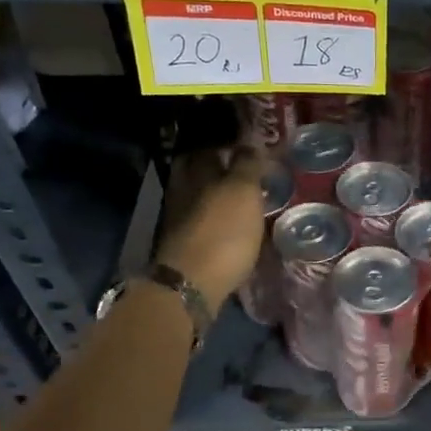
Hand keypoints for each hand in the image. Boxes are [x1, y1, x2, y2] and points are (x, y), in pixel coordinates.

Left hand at [155, 146, 265, 312]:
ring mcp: (179, 219)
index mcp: (196, 171)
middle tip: (245, 172)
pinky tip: (230, 225)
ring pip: (199, 197)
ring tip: (243, 200)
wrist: (192, 285)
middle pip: (199, 171)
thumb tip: (250, 145)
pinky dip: (214, 219)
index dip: (229, 145)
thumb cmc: (222, 233)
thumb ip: (247, 165)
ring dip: (217, 195)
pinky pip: (200, 221)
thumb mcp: (242, 193)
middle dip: (218, 168)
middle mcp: (182, 190)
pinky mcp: (183, 245)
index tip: (251, 149)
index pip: (210, 147)